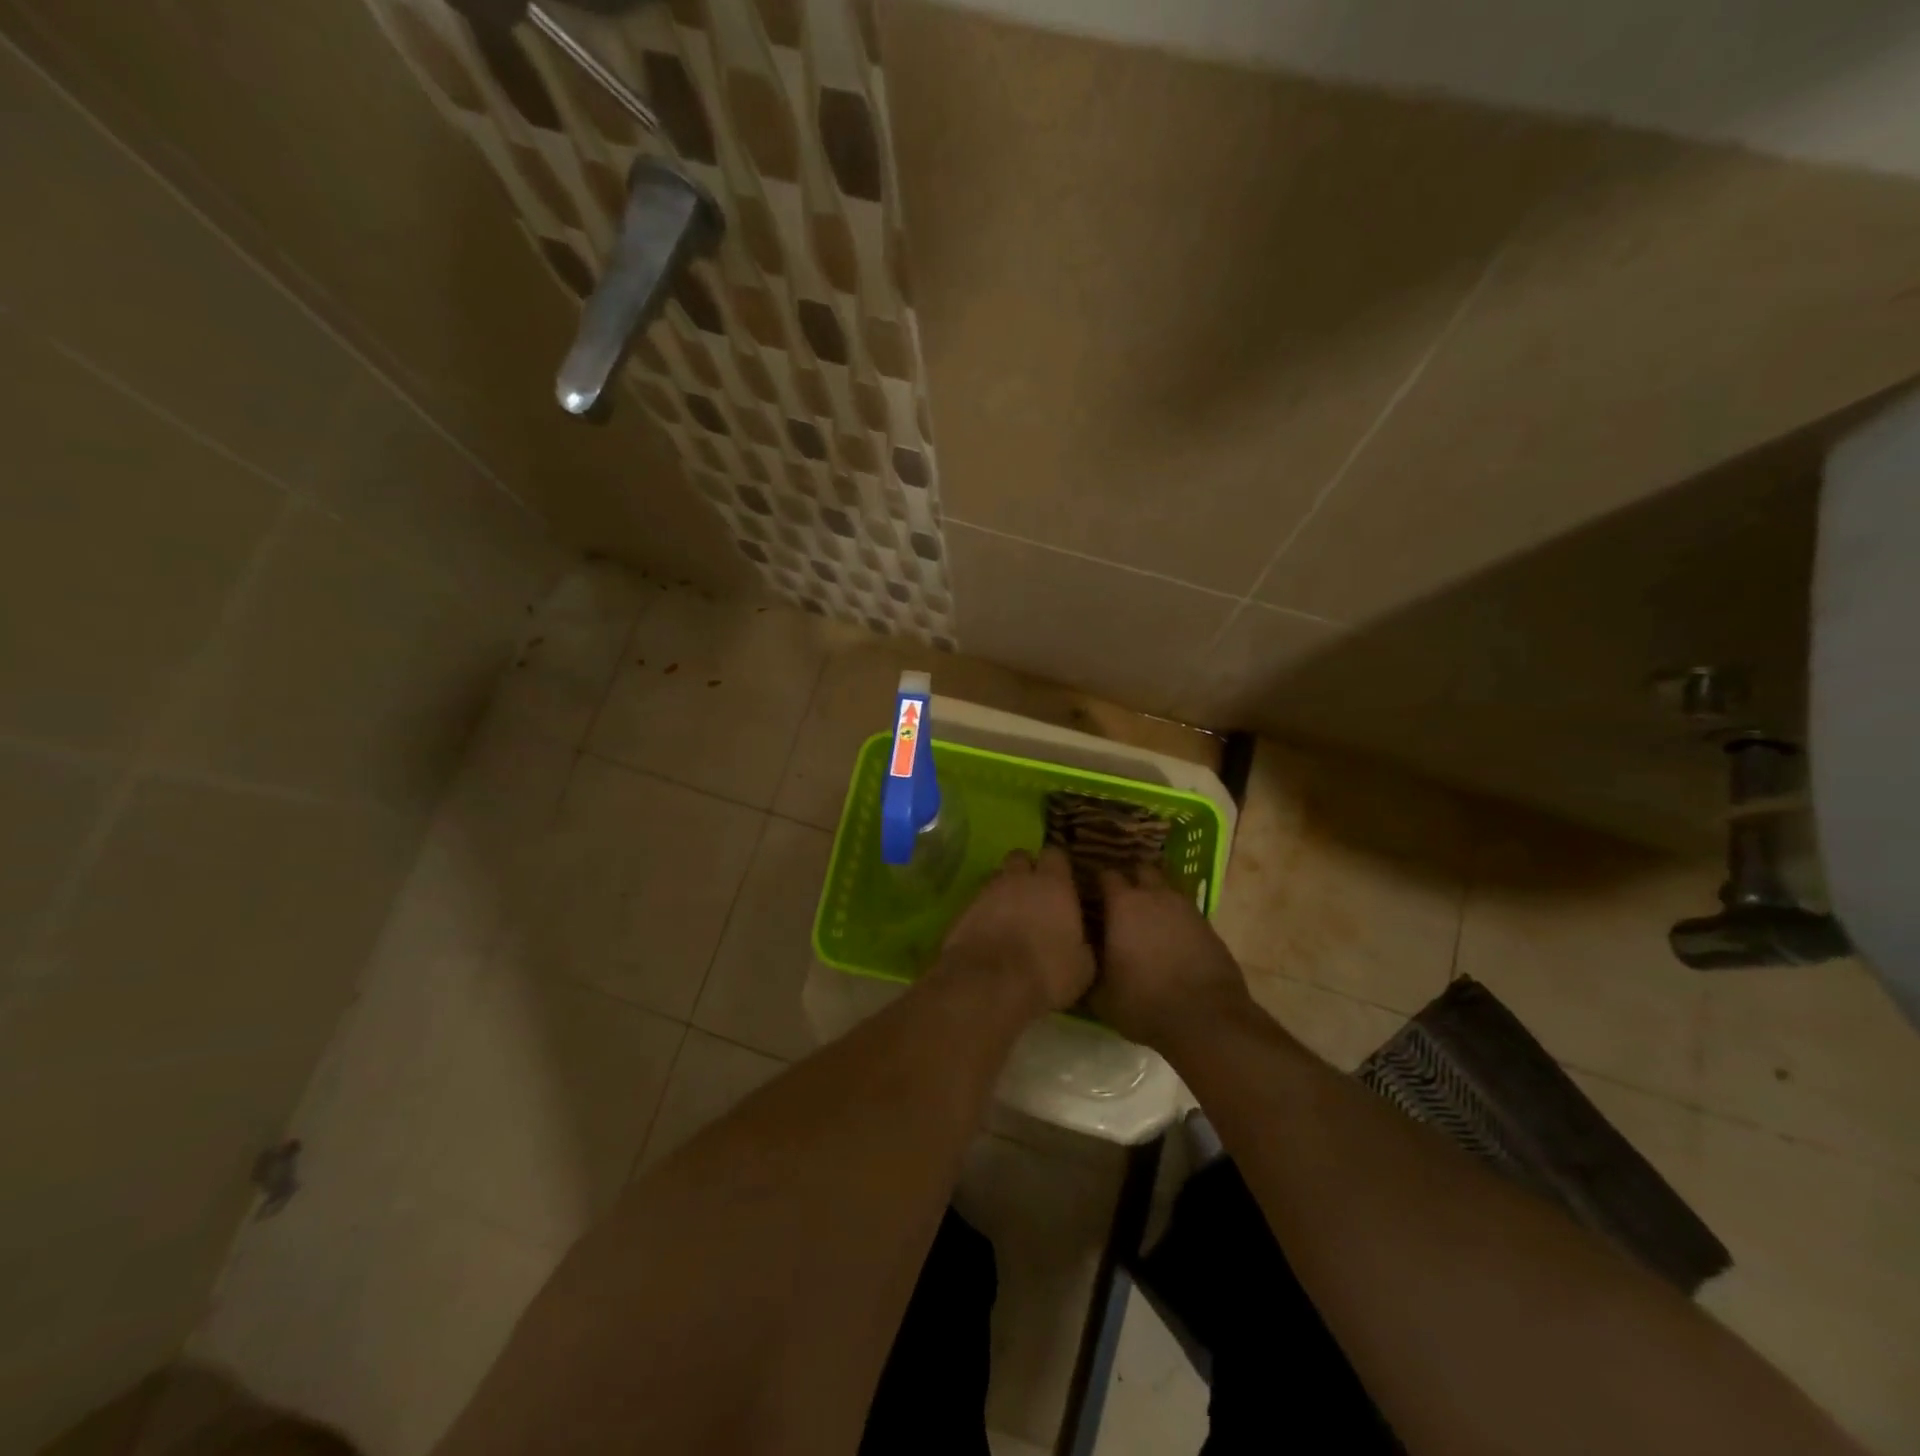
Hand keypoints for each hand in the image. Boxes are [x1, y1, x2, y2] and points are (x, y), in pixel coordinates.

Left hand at [938, 847, 1095, 1017]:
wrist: (989, 983)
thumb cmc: (1046, 973)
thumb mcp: (1082, 967)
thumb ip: (1082, 943)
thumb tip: (1080, 942)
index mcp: (1054, 885)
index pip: (1056, 854)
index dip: (1057, 866)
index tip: (1062, 880)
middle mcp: (1019, 879)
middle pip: (1020, 857)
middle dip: (1026, 869)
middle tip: (1033, 893)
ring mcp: (988, 890)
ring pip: (997, 877)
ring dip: (1004, 889)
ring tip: (1009, 913)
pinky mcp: (964, 908)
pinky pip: (978, 899)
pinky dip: (984, 910)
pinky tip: (988, 930)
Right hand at [1090, 864, 1253, 1048]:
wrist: (1207, 1019)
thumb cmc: (1144, 1002)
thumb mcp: (1100, 994)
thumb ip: (1087, 968)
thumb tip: (1076, 959)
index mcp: (1123, 904)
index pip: (1105, 874)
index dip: (1096, 880)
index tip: (1087, 892)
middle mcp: (1155, 896)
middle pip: (1141, 870)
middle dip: (1130, 879)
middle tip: (1118, 900)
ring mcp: (1186, 908)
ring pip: (1167, 888)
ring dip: (1155, 897)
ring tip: (1145, 919)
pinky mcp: (1208, 926)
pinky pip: (1185, 911)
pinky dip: (1175, 918)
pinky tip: (1169, 939)